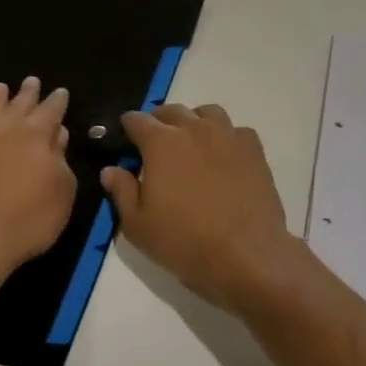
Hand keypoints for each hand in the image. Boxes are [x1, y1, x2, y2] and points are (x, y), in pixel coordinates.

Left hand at [0, 78, 75, 282]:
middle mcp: (6, 134)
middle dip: (27, 94)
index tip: (60, 91)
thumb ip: (61, 161)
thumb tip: (57, 136)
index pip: (51, 112)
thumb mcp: (63, 191)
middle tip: (32, 81)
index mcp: (37, 137)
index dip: (57, 101)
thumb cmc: (30, 218)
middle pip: (19, 107)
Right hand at [100, 103, 302, 315]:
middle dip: (159, 122)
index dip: (128, 127)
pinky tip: (225, 156)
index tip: (126, 139)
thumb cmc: (184, 241)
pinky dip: (227, 137)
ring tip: (191, 143)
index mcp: (161, 143)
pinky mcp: (254, 150)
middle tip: (155, 143)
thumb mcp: (138, 226)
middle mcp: (194, 129)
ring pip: (208, 113)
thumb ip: (122, 191)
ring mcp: (228, 137)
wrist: (246, 254)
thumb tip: (111, 169)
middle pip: (172, 111)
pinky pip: (237, 131)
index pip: (137, 120)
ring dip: (194, 121)